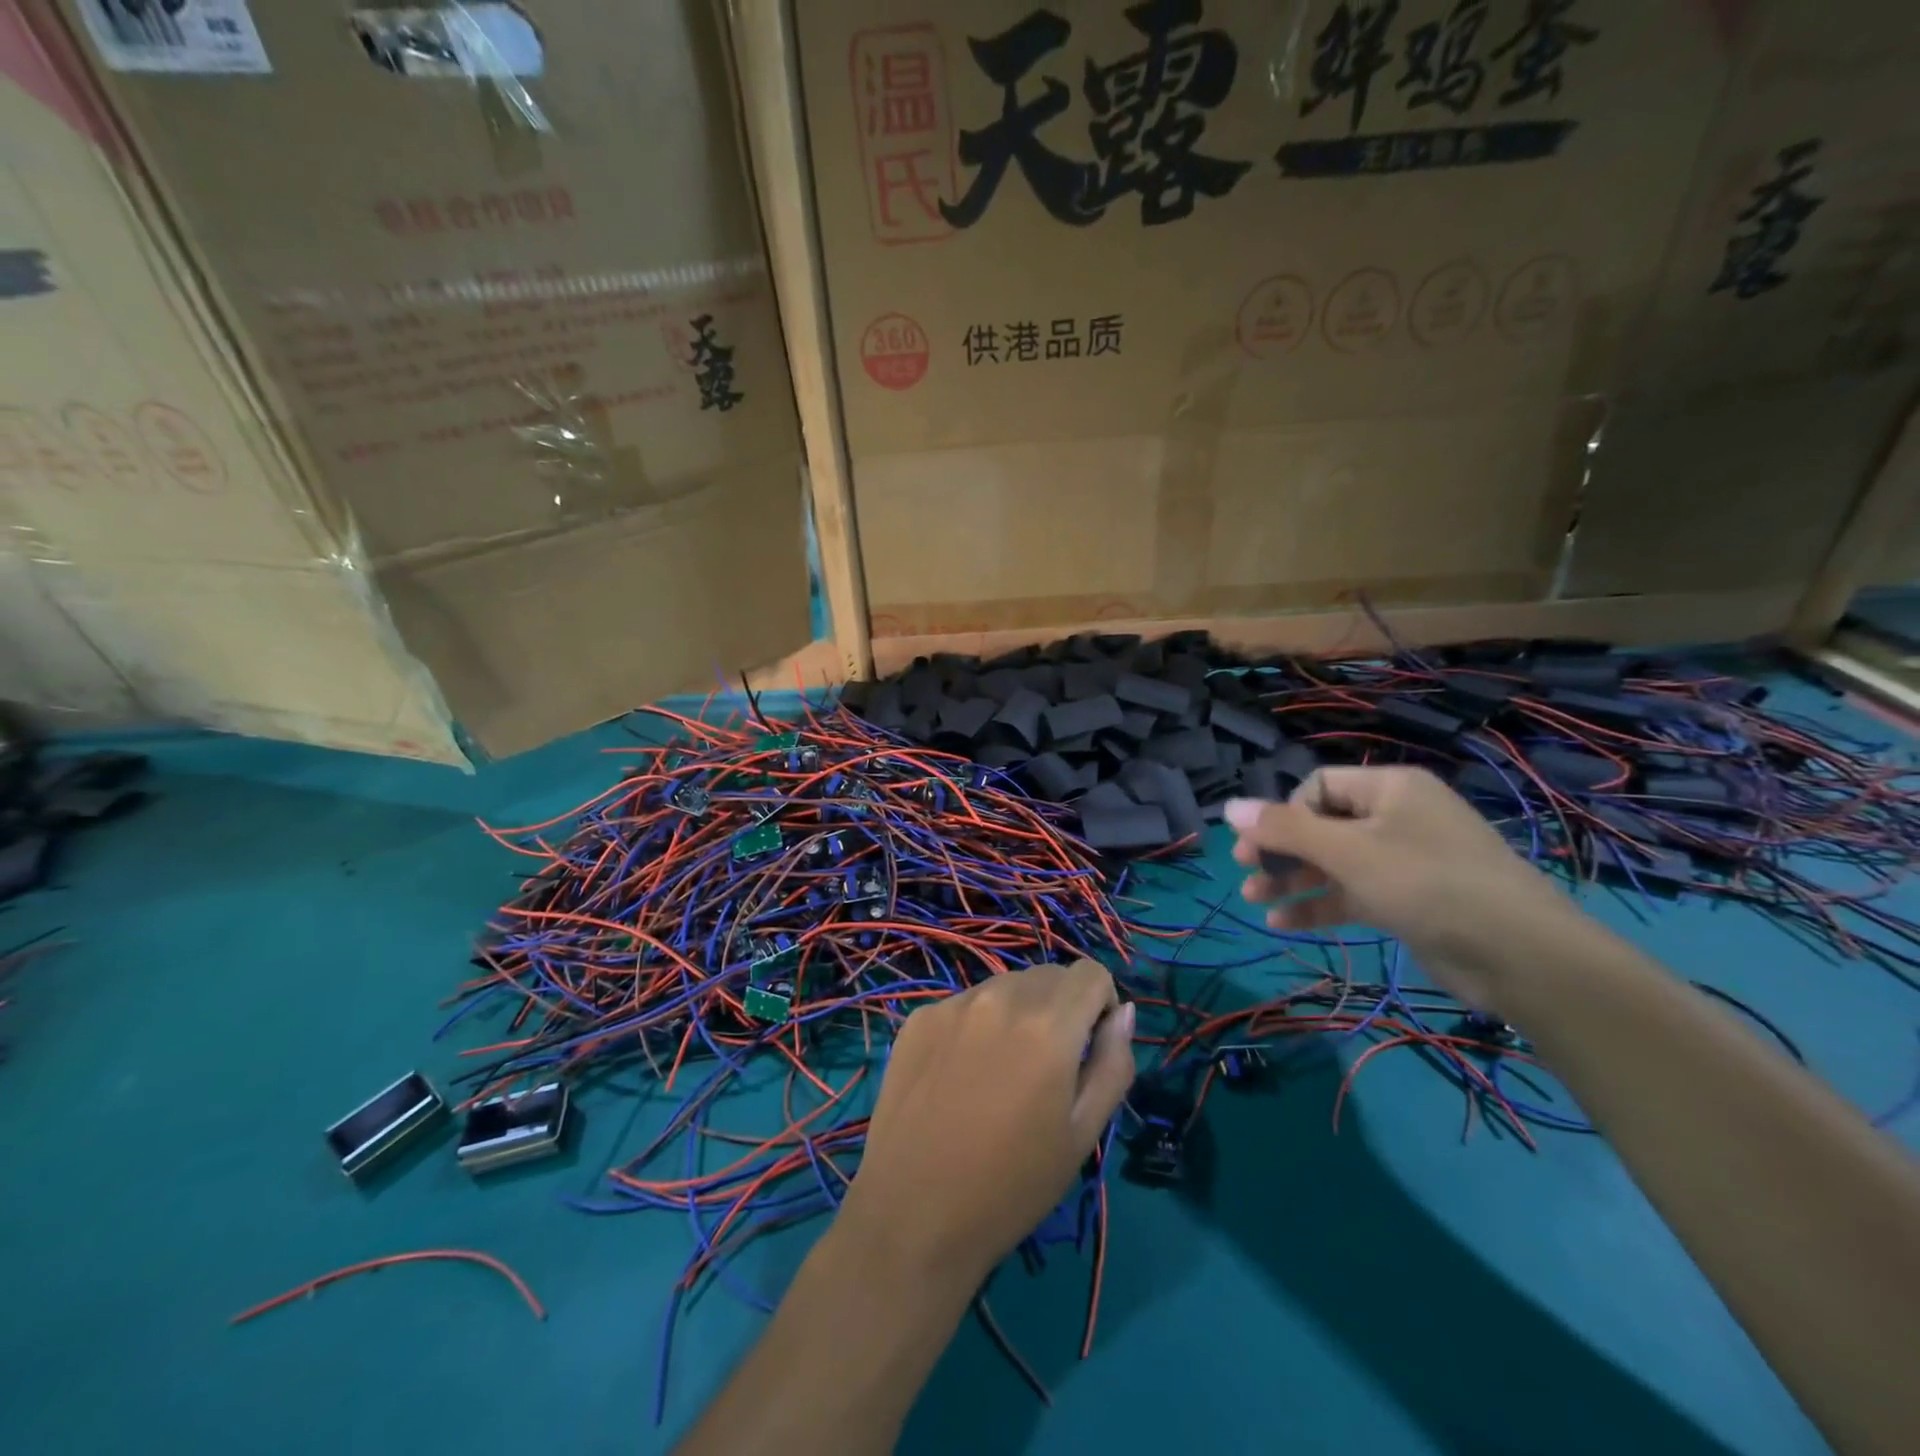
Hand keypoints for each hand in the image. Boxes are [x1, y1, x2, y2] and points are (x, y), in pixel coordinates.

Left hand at [837, 960, 1134, 1288]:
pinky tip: (961, 1076)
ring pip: (1005, 986)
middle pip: (1049, 976)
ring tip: (1001, 1073)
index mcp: (1048, 1024)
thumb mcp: (1082, 1134)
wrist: (913, 1215)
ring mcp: (953, 1004)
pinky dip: (977, 1025)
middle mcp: (1000, 997)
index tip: (1089, 1048)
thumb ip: (1113, 1064)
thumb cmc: (1011, 1186)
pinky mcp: (919, 1018)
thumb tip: (1122, 1013)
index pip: (1091, 973)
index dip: (1101, 1005)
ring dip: (1018, 1013)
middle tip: (1046, 1068)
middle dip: (1061, 1008)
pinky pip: (965, 1004)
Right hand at [1225, 766, 1580, 1008]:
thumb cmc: (1426, 883)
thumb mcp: (1347, 851)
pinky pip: (1351, 893)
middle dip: (1280, 850)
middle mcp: (1395, 817)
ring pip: (1333, 863)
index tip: (1258, 846)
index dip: (1283, 812)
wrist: (1520, 955)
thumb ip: (1284, 829)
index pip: (1317, 787)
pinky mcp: (1407, 900)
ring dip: (1292, 880)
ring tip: (1253, 900)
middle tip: (1244, 872)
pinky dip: (1318, 905)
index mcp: (1388, 788)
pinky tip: (1283, 924)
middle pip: (1321, 825)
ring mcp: (1403, 861)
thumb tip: (1228, 807)